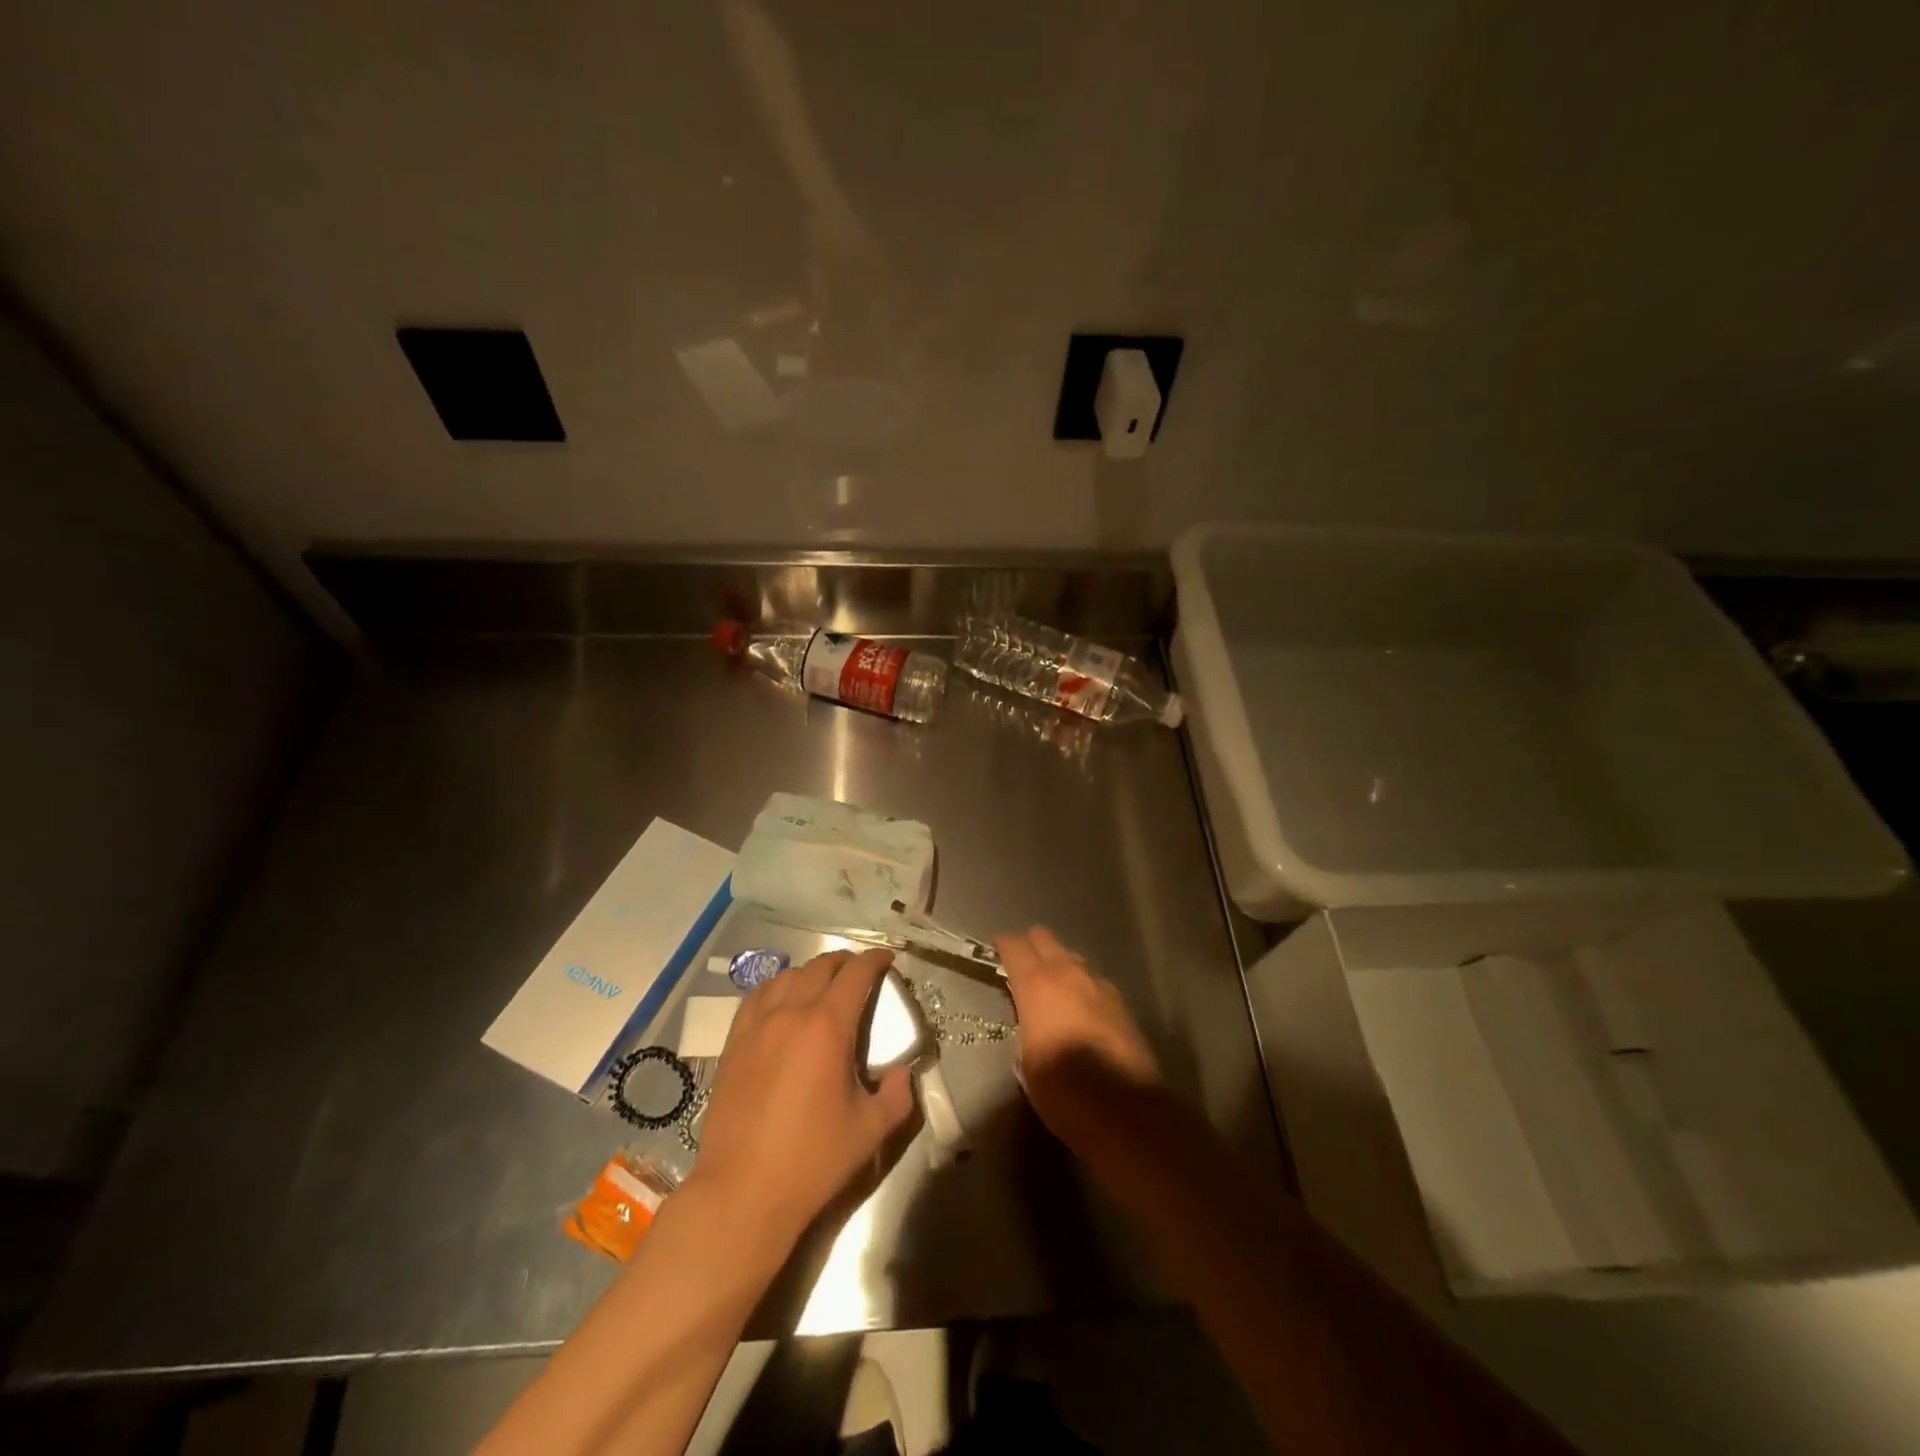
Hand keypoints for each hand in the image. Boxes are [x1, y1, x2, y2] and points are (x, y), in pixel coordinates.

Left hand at [688, 947, 916, 1256]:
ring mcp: (757, 1026)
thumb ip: (897, 1095)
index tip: (888, 960)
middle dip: (846, 962)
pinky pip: (757, 997)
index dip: (875, 960)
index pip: (856, 974)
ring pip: (787, 976)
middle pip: (821, 967)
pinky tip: (783, 1002)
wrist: (742, 1191)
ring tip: (824, 985)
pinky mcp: (734, 1043)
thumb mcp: (871, 1131)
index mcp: (827, 1027)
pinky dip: (777, 988)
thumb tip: (902, 1072)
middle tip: (861, 973)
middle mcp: (790, 1013)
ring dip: (812, 973)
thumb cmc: (812, 1160)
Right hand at [995, 927, 1161, 1159]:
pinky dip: (1081, 986)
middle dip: (1030, 946)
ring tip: (1051, 991)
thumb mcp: (1026, 1062)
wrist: (1126, 1112)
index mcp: (1038, 985)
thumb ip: (1024, 1027)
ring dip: (1058, 965)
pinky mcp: (1121, 1002)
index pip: (1014, 945)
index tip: (994, 953)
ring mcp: (1099, 984)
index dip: (1002, 945)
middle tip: (1020, 968)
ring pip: (1071, 957)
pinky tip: (1081, 1010)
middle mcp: (1068, 973)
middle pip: (1044, 937)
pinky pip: (1093, 980)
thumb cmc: (1064, 1091)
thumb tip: (1029, 1021)